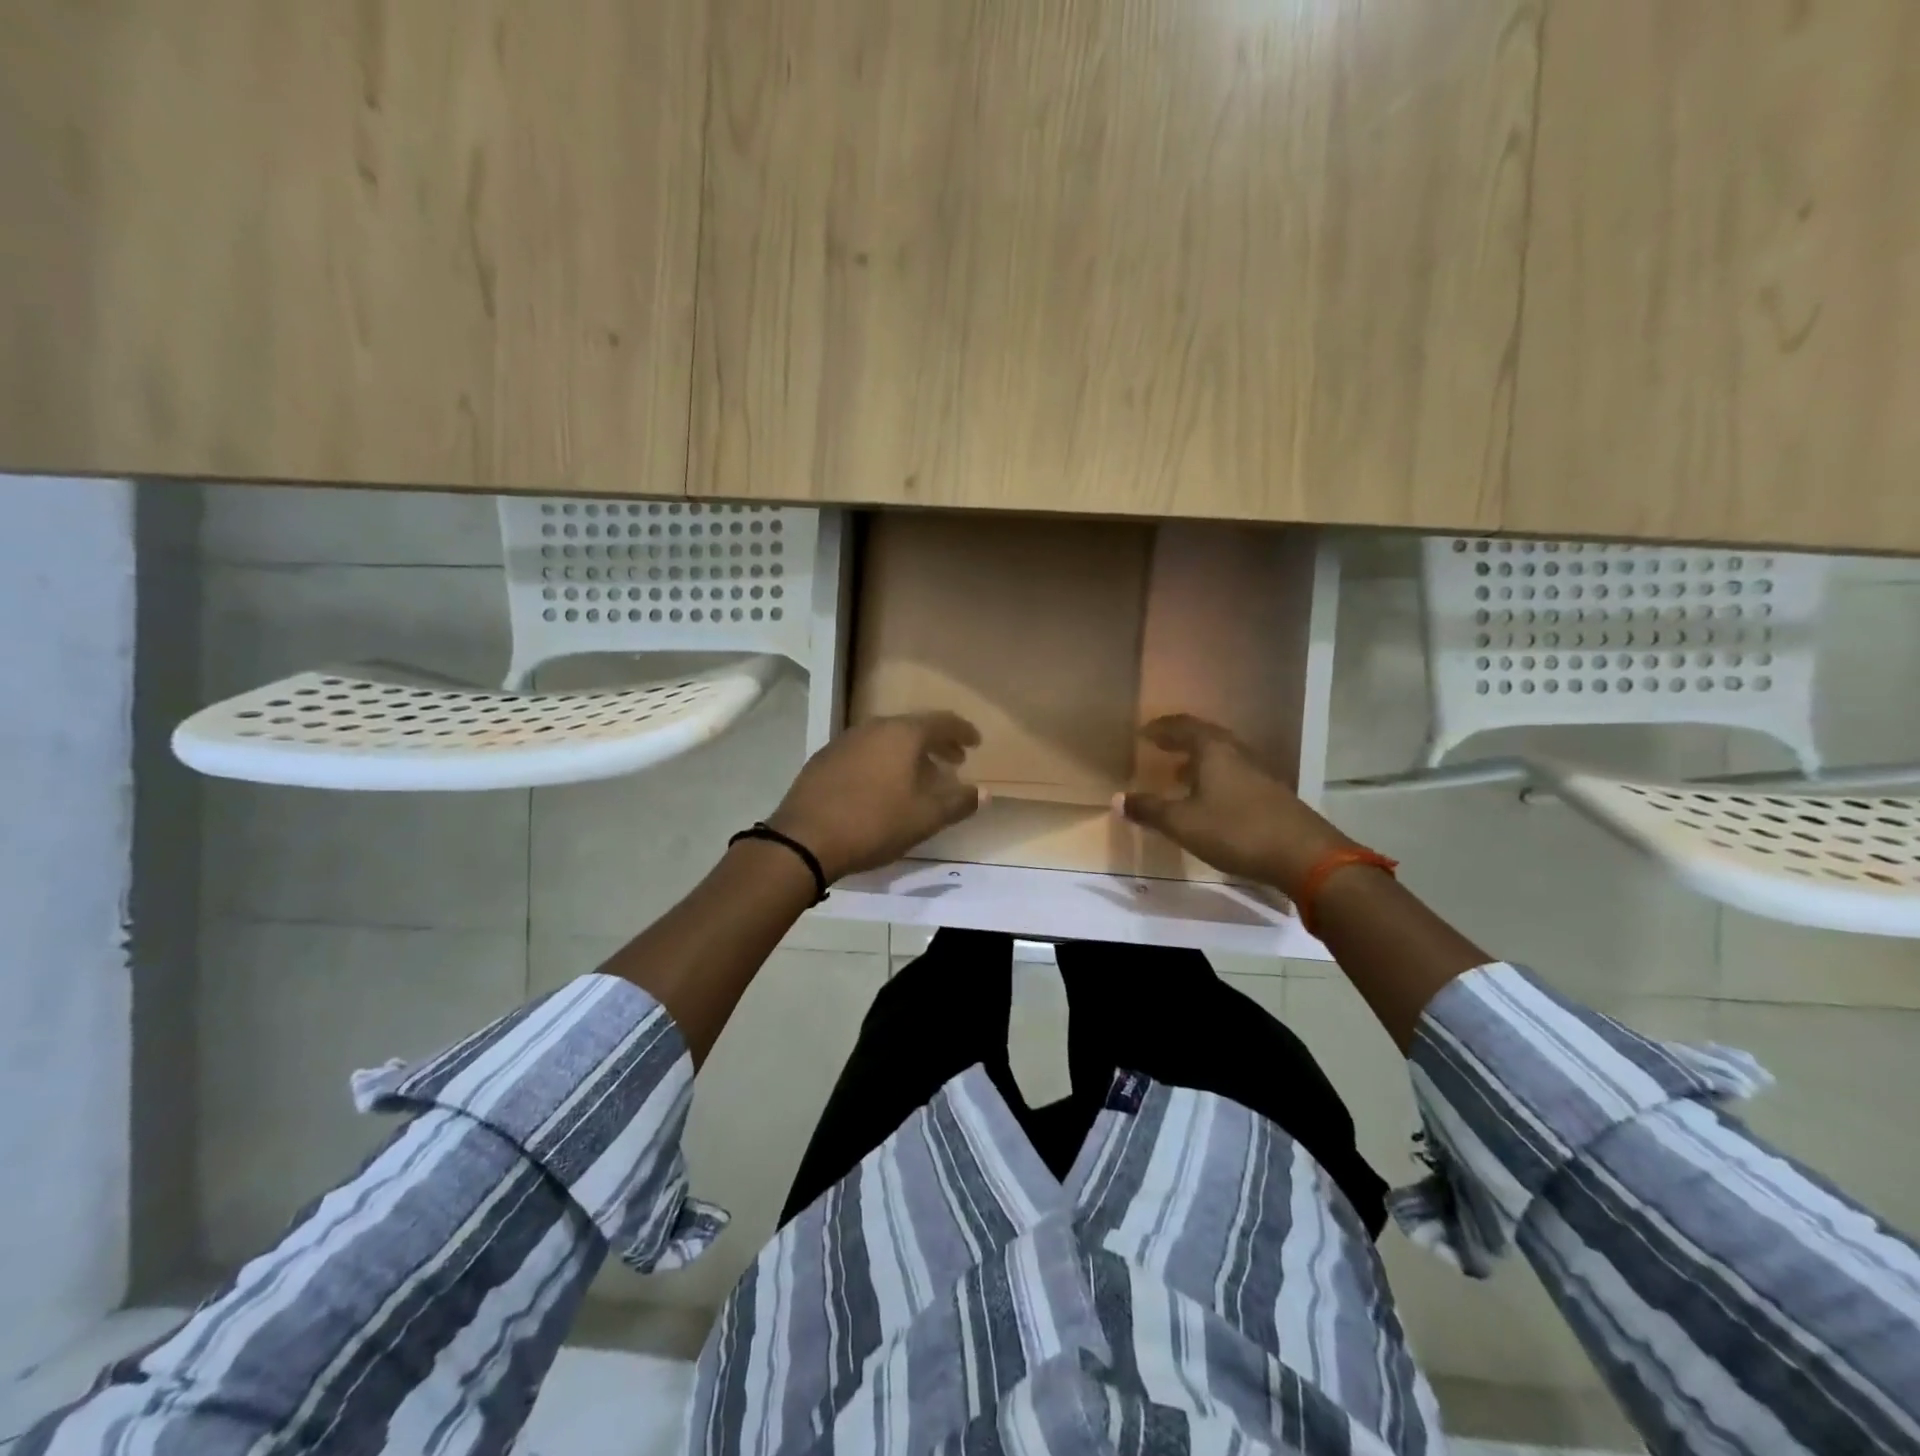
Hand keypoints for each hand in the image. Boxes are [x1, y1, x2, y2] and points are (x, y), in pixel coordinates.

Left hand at [766, 712, 982, 880]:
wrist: (805, 838)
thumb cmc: (875, 823)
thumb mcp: (925, 817)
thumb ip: (959, 802)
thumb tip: (983, 792)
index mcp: (902, 733)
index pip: (942, 722)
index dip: (963, 732)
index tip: (976, 743)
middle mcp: (873, 727)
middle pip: (913, 728)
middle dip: (937, 744)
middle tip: (954, 761)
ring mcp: (845, 741)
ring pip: (887, 740)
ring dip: (909, 755)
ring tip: (920, 778)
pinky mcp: (824, 759)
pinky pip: (865, 752)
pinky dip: (883, 762)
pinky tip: (882, 787)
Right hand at [1120, 714, 1355, 893]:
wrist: (1304, 855)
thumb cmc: (1236, 831)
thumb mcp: (1183, 823)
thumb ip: (1150, 810)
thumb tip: (1118, 799)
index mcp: (1213, 750)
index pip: (1183, 727)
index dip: (1161, 728)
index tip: (1143, 733)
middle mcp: (1237, 752)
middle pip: (1205, 736)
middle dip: (1180, 740)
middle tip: (1159, 746)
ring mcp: (1258, 772)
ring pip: (1222, 755)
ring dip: (1198, 760)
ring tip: (1178, 773)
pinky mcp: (1271, 793)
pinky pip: (1234, 773)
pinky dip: (1214, 777)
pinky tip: (1209, 799)